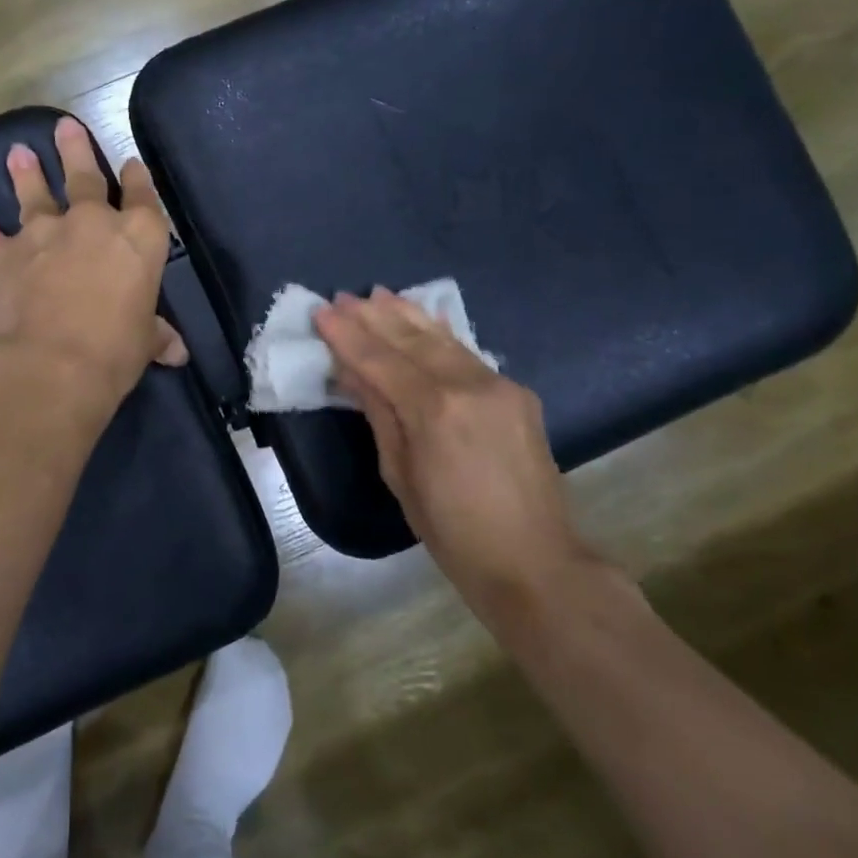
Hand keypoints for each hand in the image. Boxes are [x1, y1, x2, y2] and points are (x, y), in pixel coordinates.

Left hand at [0, 116, 187, 408]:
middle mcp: (92, 224)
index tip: (130, 164)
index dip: (137, 179)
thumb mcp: (143, 343)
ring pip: (35, 195)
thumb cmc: (113, 352)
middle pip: (85, 177)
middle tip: (64, 126)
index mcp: (138, 238)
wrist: (48, 366)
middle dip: (76, 150)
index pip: (142, 197)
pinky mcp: (5, 256)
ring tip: (18, 153)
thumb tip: (176, 351)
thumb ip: (155, 335)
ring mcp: (45, 235)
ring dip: (27, 174)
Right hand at [314, 288, 586, 599]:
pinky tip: (426, 318)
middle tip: (342, 297)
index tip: (322, 311)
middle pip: (412, 340)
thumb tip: (352, 372)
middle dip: (374, 317)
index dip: (348, 336)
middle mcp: (469, 385)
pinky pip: (469, 354)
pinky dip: (441, 334)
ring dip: (407, 316)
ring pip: (444, 339)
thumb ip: (379, 414)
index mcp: (434, 410)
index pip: (380, 360)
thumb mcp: (400, 476)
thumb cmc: (452, 531)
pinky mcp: (517, 394)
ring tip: (378, 295)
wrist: (535, 562)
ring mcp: (500, 385)